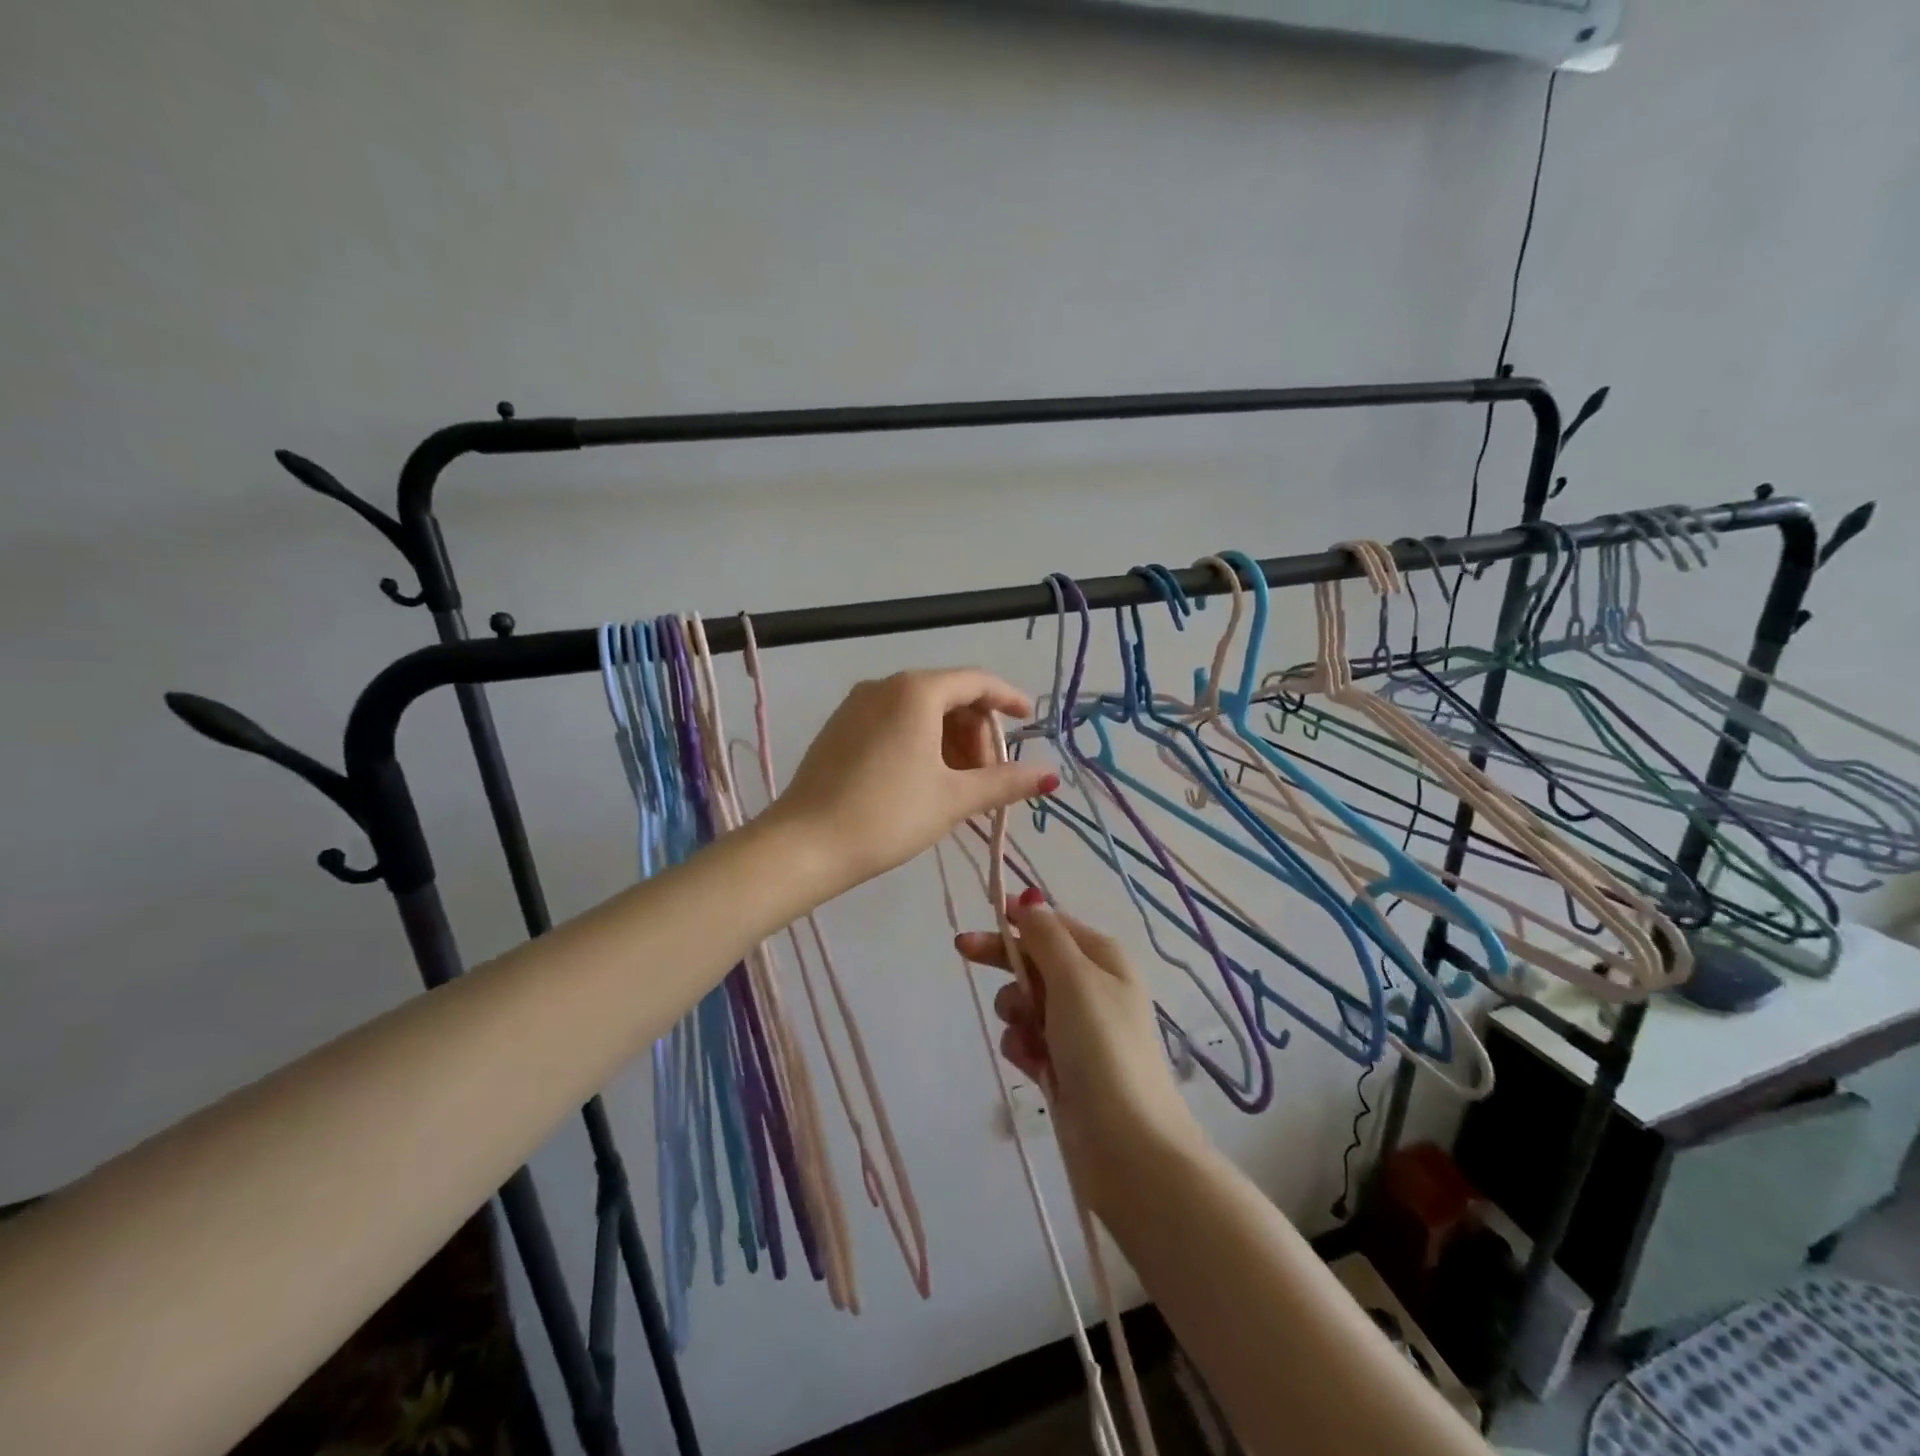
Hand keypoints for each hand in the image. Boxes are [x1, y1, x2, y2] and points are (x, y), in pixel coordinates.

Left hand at [771, 670, 1057, 894]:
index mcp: (916, 691)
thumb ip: (1005, 782)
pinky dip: (920, 742)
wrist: (804, 845)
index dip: (1009, 699)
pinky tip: (923, 781)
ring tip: (957, 786)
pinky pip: (893, 722)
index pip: (977, 681)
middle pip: (949, 695)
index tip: (1030, 720)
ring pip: (920, 710)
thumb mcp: (953, 799)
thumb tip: (1050, 775)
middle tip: (987, 777)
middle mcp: (884, 686)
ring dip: (949, 741)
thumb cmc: (887, 815)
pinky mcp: (839, 728)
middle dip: (976, 732)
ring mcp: (856, 705)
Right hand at [957, 893, 1203, 1208]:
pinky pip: (1029, 1040)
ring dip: (1016, 1013)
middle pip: (1036, 961)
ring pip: (1026, 1003)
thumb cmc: (1102, 1047)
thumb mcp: (1075, 979)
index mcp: (1103, 959)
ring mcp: (1078, 1030)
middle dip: (1006, 962)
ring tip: (1029, 1037)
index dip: (1018, 919)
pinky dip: (1024, 1047)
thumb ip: (1046, 936)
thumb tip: (1031, 897)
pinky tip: (1033, 1065)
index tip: (982, 914)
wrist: (1128, 1145)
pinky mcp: (1065, 1065)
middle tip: (962, 951)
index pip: (1052, 925)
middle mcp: (1093, 988)